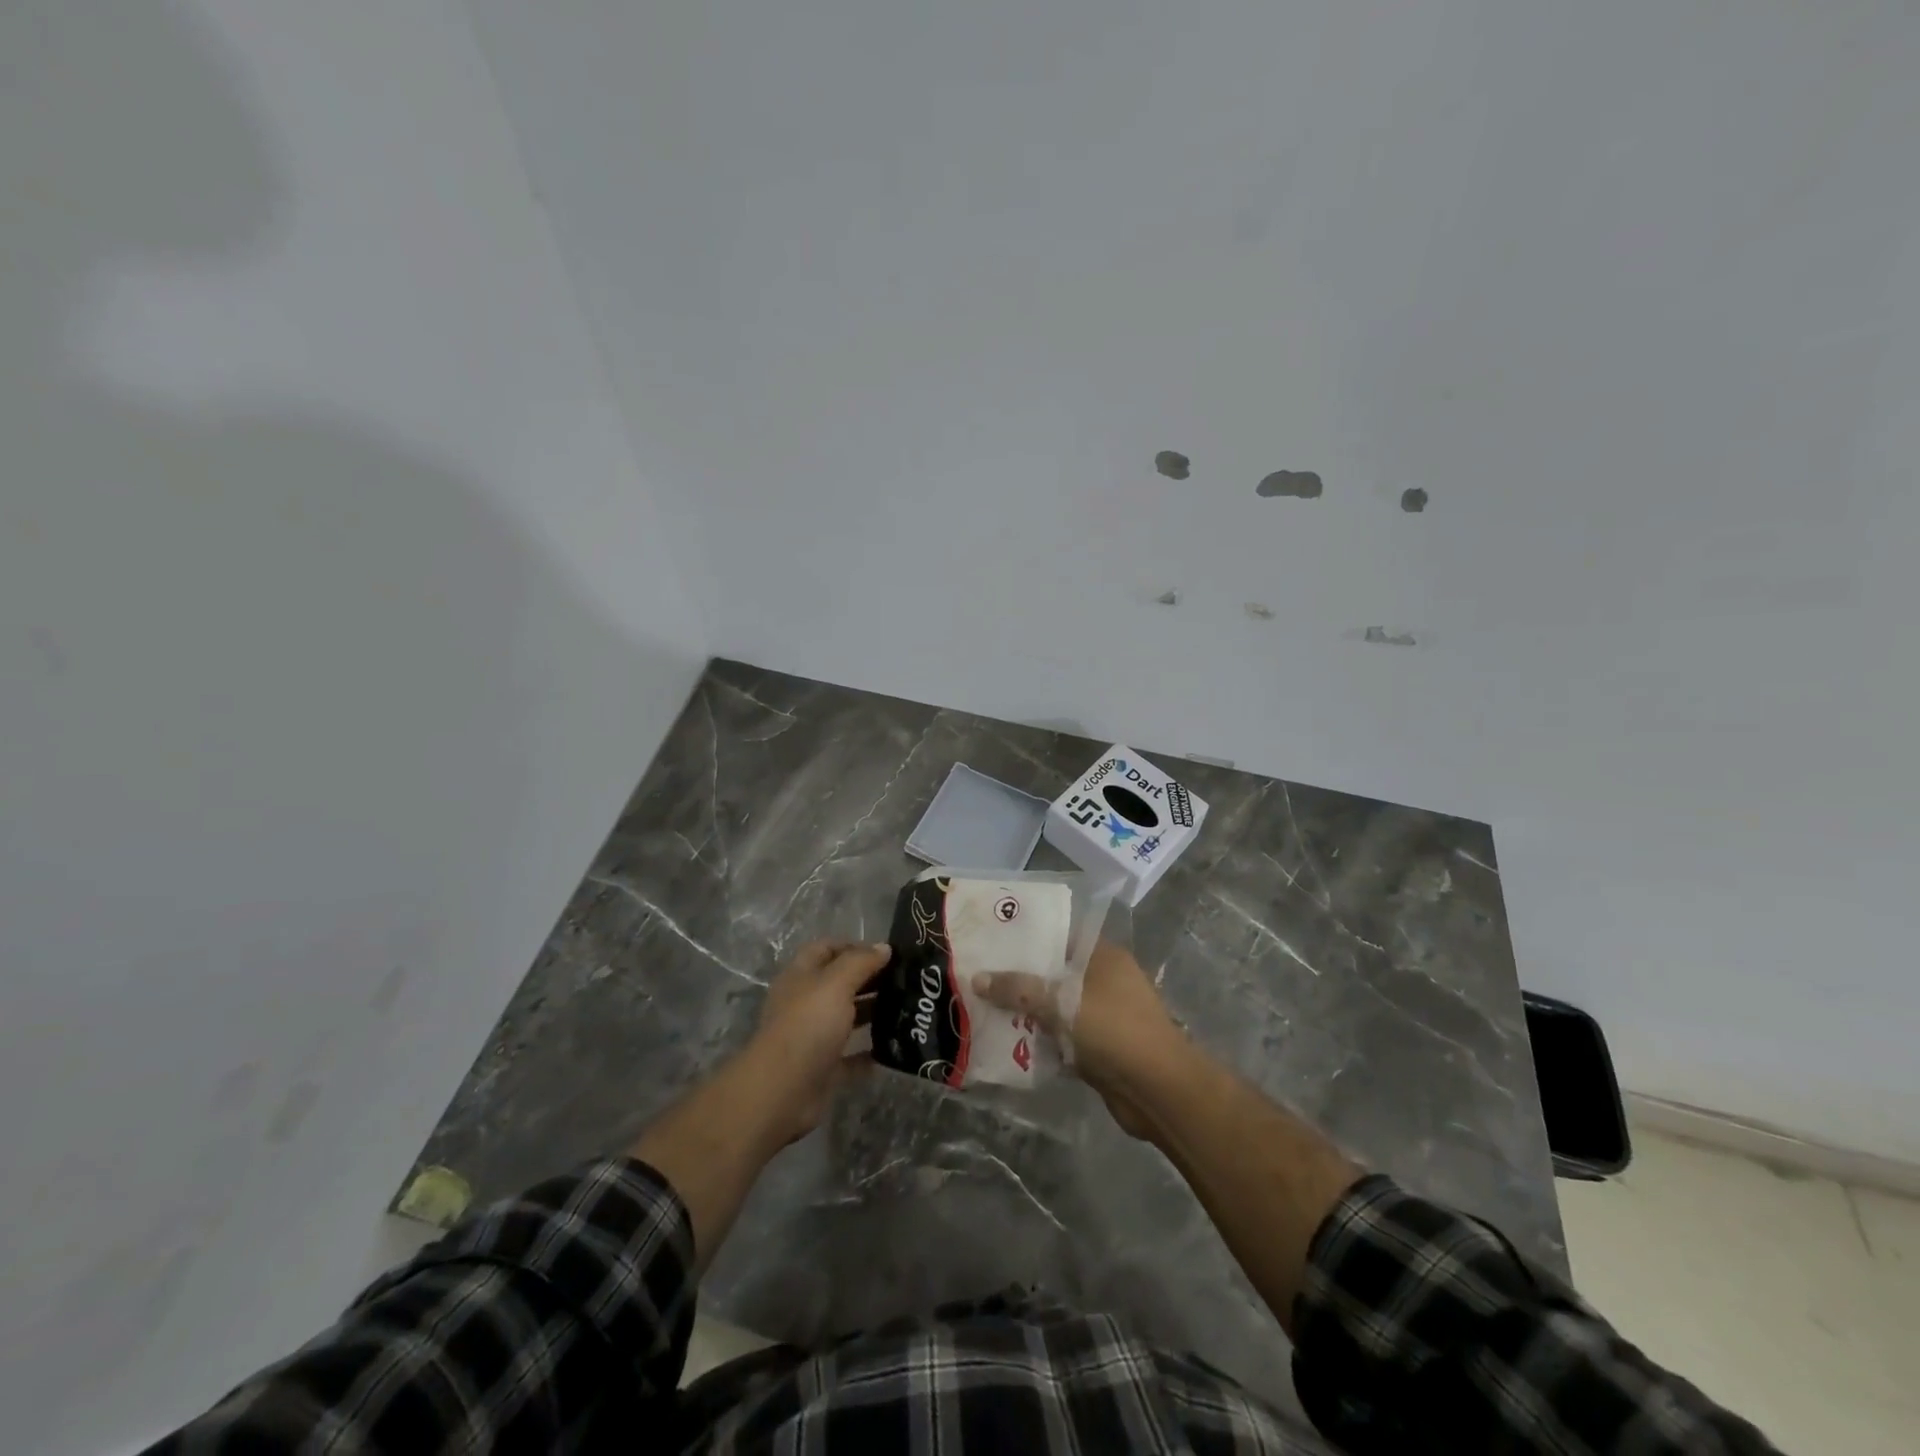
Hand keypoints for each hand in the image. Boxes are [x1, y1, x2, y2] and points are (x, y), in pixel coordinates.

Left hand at [741, 938, 890, 1142]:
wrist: (782, 1090)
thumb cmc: (808, 1025)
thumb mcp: (836, 983)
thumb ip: (860, 962)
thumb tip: (884, 947)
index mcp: (801, 976)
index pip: (826, 949)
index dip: (853, 946)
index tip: (885, 953)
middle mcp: (805, 1003)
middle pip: (839, 982)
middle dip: (869, 978)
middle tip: (904, 979)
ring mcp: (813, 1036)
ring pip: (847, 1017)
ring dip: (872, 1012)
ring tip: (906, 1007)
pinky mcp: (823, 1068)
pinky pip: (852, 1055)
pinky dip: (870, 1052)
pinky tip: (894, 1046)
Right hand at [973, 940, 1184, 1137]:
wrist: (1158, 1091)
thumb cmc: (1114, 1030)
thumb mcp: (1062, 1002)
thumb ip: (1019, 989)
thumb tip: (977, 978)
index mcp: (1102, 956)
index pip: (1059, 934)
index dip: (1027, 935)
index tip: (992, 937)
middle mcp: (1104, 980)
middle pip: (1054, 972)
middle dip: (1019, 977)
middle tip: (979, 974)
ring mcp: (1103, 1015)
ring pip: (1055, 1006)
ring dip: (1027, 1011)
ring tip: (983, 1007)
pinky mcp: (1099, 1048)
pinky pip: (1061, 1036)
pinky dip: (1040, 1039)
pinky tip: (1007, 1041)